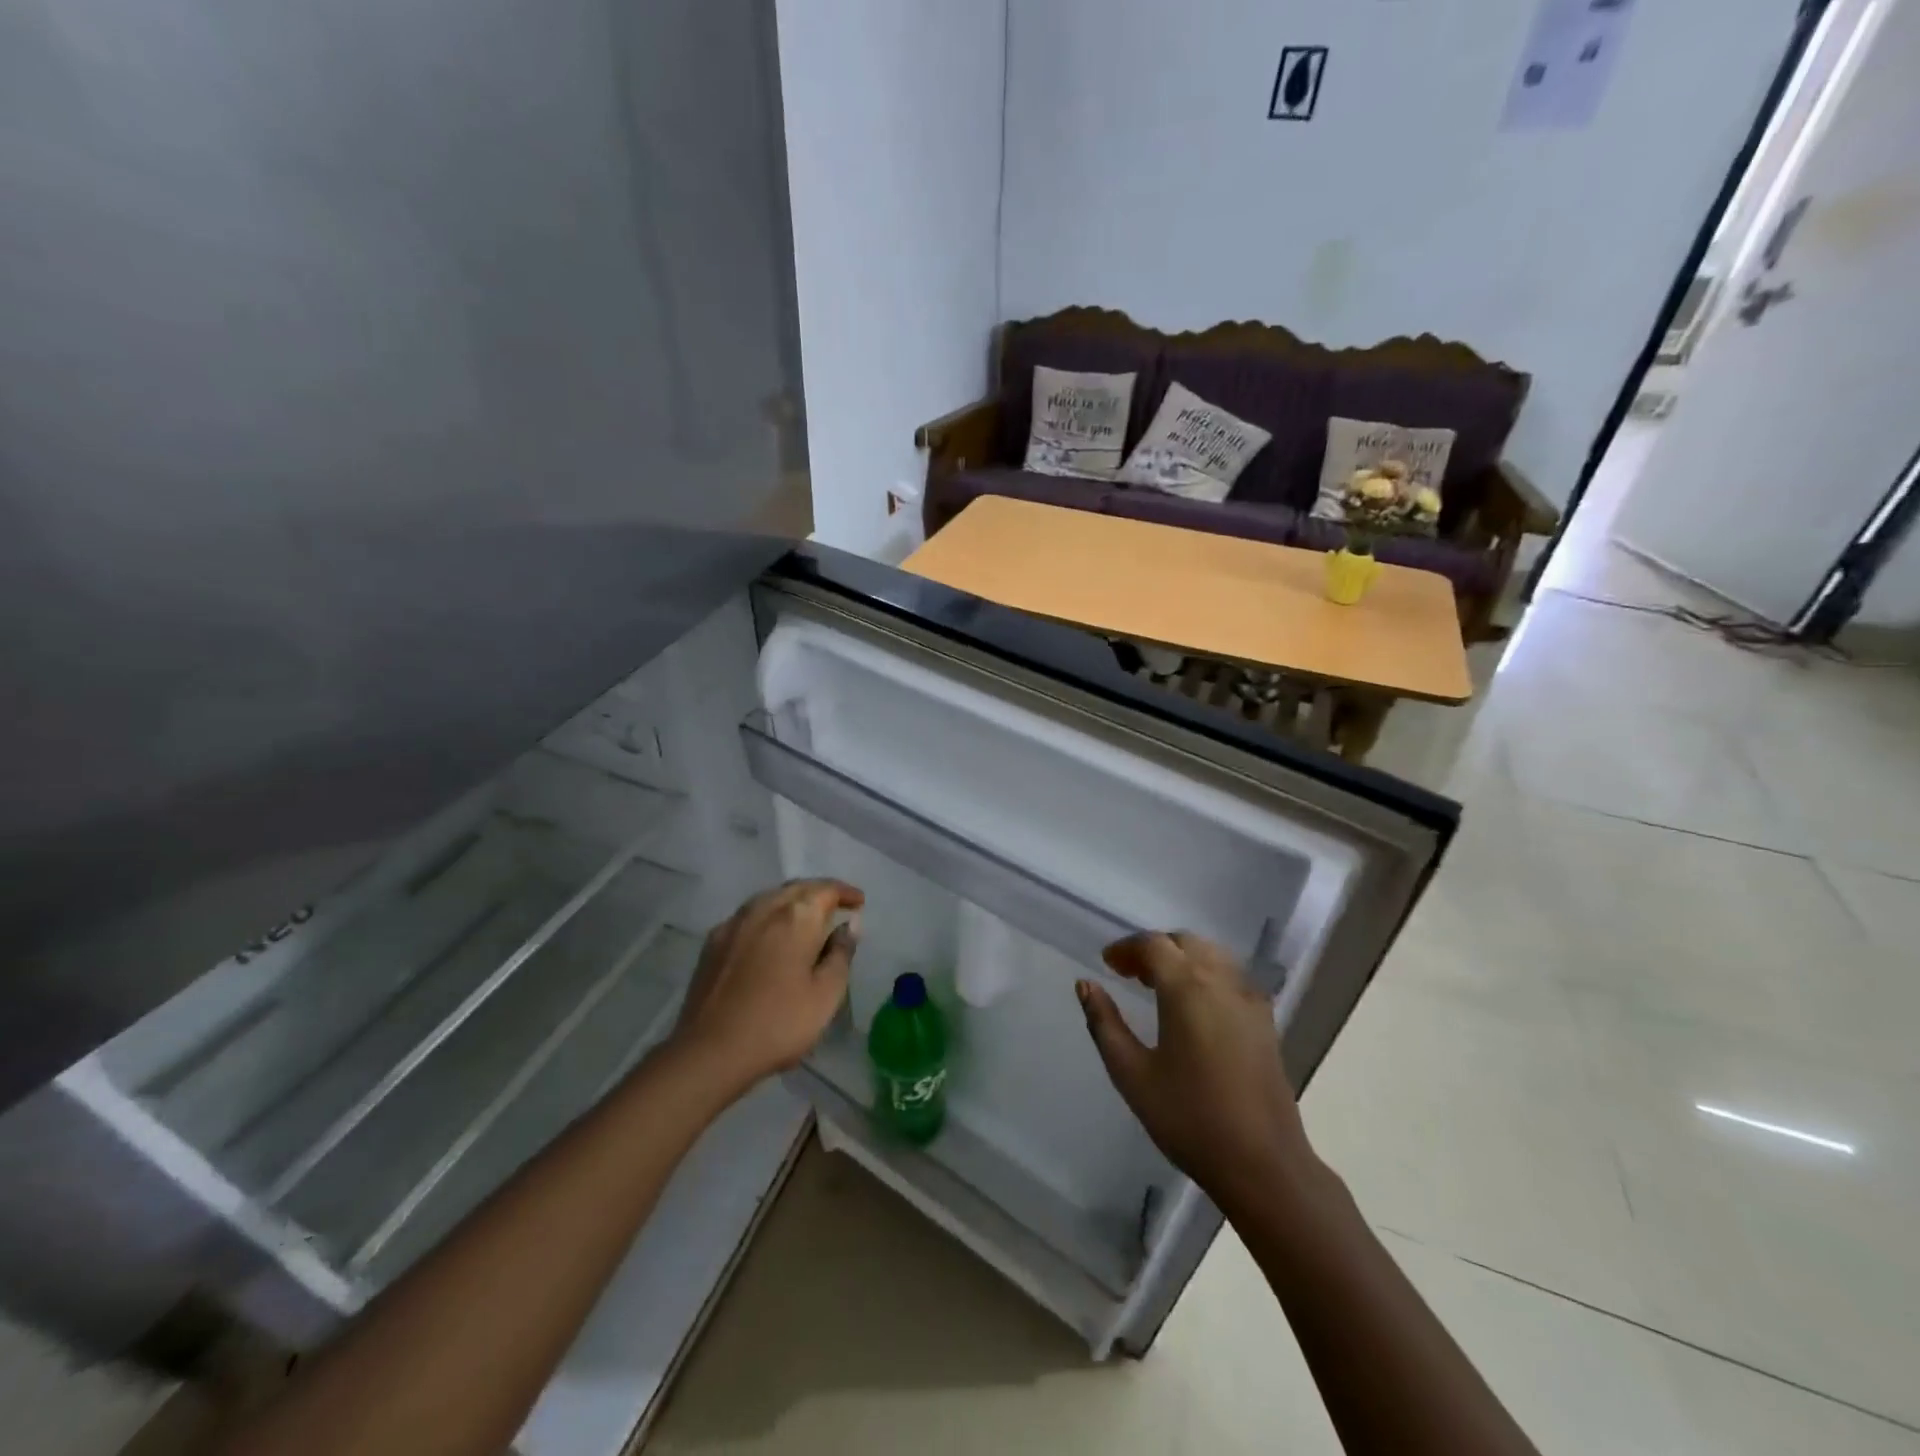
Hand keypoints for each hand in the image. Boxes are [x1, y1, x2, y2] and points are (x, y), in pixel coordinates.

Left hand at [668, 880, 863, 1098]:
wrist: (709, 1051)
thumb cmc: (779, 1023)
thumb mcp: (826, 993)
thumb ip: (841, 953)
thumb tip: (849, 924)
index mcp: (797, 916)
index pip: (826, 889)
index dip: (846, 892)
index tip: (859, 903)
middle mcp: (764, 908)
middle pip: (797, 888)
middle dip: (820, 893)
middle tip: (837, 907)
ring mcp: (734, 923)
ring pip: (770, 898)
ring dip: (792, 901)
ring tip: (806, 919)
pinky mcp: (713, 941)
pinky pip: (749, 916)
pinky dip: (768, 916)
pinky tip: (770, 936)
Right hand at [1077, 932, 1319, 1215]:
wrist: (1263, 1164)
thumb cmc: (1189, 1119)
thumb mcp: (1132, 1074)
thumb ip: (1105, 1024)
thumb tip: (1085, 985)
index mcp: (1187, 988)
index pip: (1153, 945)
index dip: (1126, 948)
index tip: (1107, 964)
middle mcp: (1222, 981)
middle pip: (1185, 942)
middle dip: (1154, 948)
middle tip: (1128, 972)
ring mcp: (1249, 999)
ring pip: (1212, 954)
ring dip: (1181, 957)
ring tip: (1157, 985)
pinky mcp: (1265, 1020)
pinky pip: (1232, 976)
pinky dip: (1206, 973)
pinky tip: (1194, 1004)